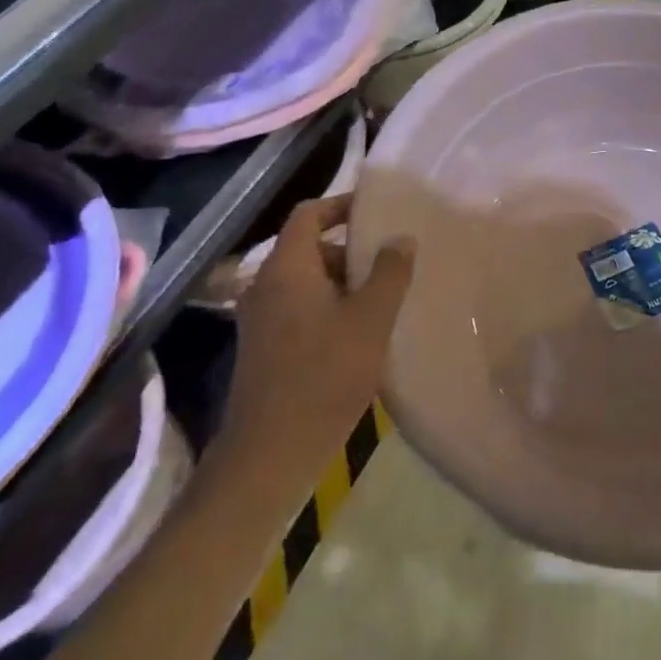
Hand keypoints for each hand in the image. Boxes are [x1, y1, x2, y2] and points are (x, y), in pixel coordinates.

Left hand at [221, 195, 413, 466]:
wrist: (270, 454)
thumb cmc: (325, 375)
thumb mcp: (371, 319)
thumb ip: (390, 272)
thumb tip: (400, 238)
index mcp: (287, 269)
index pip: (308, 214)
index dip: (341, 205)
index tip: (376, 213)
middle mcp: (265, 285)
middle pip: (309, 247)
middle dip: (350, 251)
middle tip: (389, 265)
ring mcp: (260, 318)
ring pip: (306, 281)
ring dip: (342, 282)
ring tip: (381, 301)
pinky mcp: (263, 347)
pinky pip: (299, 308)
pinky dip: (328, 307)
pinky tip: (359, 333)